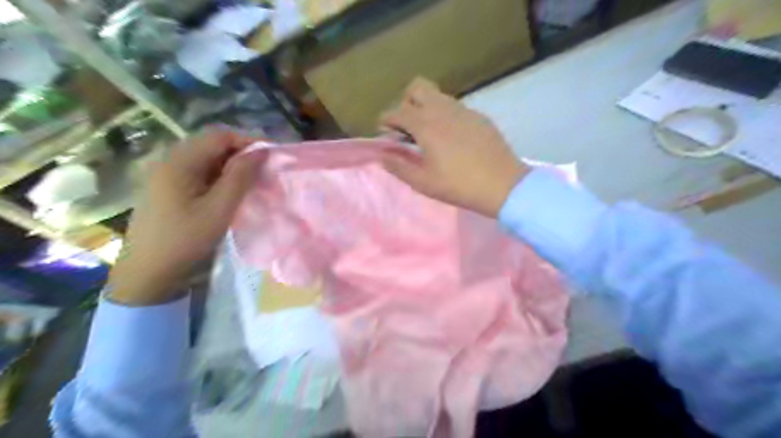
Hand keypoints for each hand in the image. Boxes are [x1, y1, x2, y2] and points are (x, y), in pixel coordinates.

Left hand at [106, 128, 264, 306]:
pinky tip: (228, 192)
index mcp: (179, 161)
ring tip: (250, 182)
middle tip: (263, 171)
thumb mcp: (219, 209)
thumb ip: (240, 177)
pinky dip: (218, 176)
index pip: (220, 136)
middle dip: (241, 153)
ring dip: (231, 165)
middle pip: (211, 144)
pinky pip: (198, 171)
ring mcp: (165, 174)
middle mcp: (169, 160)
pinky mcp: (167, 187)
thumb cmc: (185, 239)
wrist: (148, 272)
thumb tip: (261, 152)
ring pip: (206, 158)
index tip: (271, 157)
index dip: (248, 142)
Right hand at [380, 77, 526, 216]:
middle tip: (407, 127)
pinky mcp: (479, 116)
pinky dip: (445, 115)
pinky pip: (455, 107)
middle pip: (417, 88)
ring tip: (429, 134)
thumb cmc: (458, 185)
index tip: (385, 133)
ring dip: (425, 107)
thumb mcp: (423, 182)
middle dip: (405, 102)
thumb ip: (399, 166)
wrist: (503, 185)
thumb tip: (382, 155)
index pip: (397, 111)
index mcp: (426, 125)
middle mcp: (443, 109)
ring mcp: (464, 110)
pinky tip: (452, 138)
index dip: (386, 120)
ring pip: (437, 95)